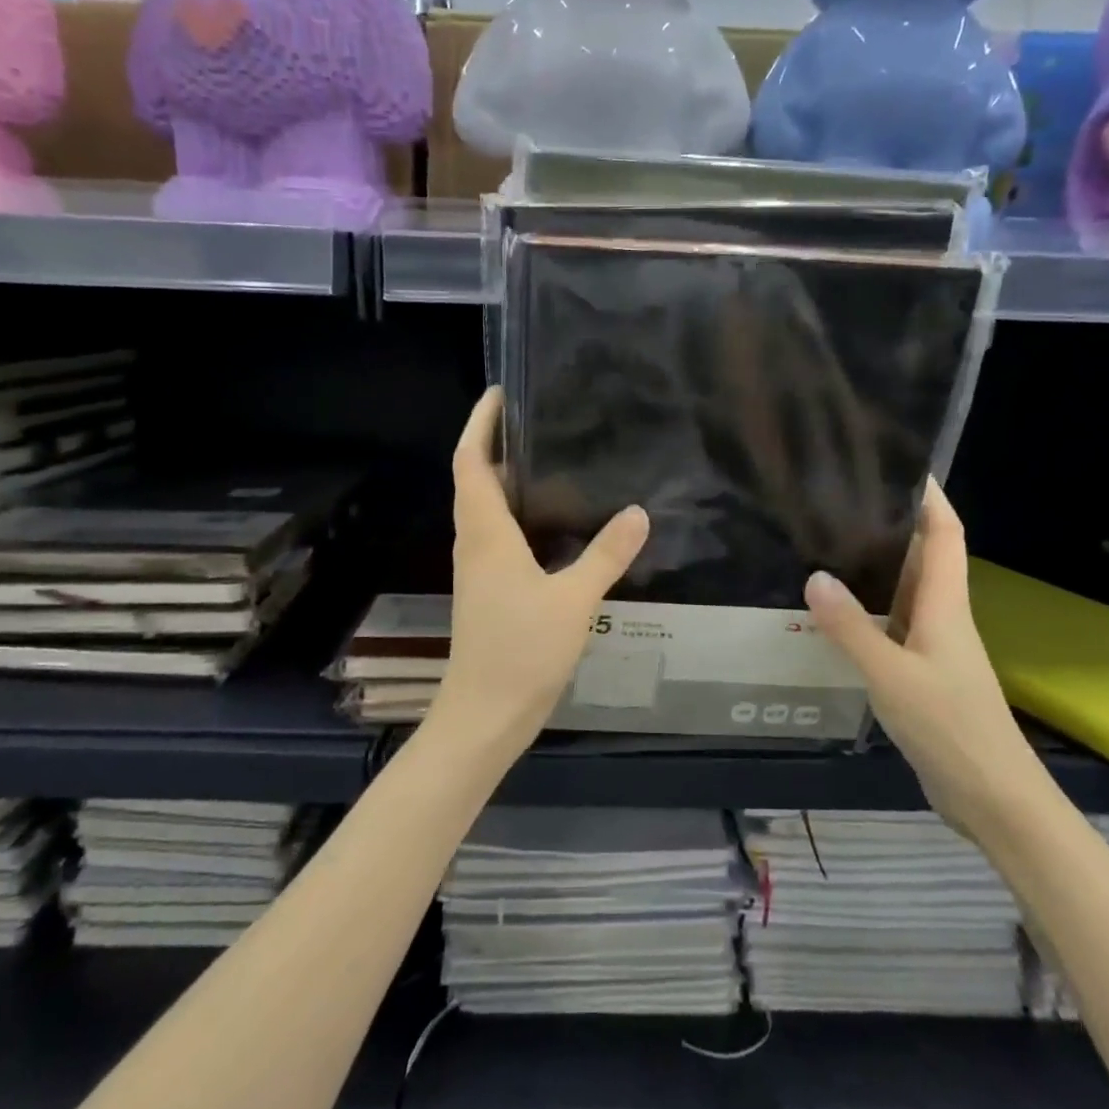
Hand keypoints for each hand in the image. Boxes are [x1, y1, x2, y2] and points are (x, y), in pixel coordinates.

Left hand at [424, 388, 649, 761]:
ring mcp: (477, 569)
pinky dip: (515, 514)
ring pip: (484, 508)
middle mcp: (473, 543)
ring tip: (548, 459)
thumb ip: (606, 554)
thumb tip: (638, 511)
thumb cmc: (522, 650)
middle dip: (495, 444)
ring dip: (505, 479)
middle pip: (474, 479)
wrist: (485, 714)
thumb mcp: (573, 600)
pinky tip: (550, 522)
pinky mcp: (487, 590)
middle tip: (536, 419)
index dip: (479, 424)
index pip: (470, 462)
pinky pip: (496, 535)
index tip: (498, 393)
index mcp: (485, 533)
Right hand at [803, 483, 1049, 837]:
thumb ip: (852, 628)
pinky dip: (866, 611)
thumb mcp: (892, 676)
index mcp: (946, 606)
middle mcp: (942, 617)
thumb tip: (815, 576)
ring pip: (904, 592)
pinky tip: (833, 614)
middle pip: (922, 557)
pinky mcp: (921, 674)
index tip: (903, 464)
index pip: (946, 535)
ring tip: (827, 545)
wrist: (993, 797)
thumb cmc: (950, 727)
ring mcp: (933, 647)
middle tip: (842, 500)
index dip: (931, 497)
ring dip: (875, 567)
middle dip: (892, 523)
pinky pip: (891, 626)